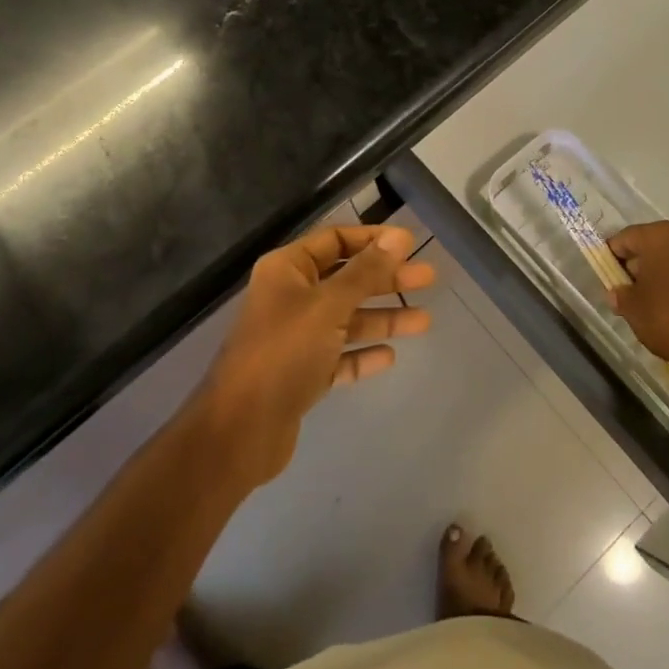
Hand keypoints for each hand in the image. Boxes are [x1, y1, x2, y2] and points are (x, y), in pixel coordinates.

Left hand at [196, 225, 433, 485]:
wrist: (240, 431)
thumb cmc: (283, 353)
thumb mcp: (329, 306)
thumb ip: (366, 272)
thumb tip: (400, 237)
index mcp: (287, 270)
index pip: (336, 240)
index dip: (373, 240)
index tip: (411, 244)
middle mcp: (290, 298)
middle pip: (346, 280)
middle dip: (386, 279)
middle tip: (429, 278)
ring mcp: (295, 338)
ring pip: (346, 320)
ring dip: (382, 318)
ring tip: (424, 321)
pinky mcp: (301, 375)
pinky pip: (339, 357)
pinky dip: (362, 354)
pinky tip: (389, 356)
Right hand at [605, 221, 668, 374]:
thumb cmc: (666, 319)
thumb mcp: (632, 308)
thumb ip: (620, 294)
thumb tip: (618, 293)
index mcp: (661, 237)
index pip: (626, 237)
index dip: (613, 254)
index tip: (607, 272)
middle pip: (653, 244)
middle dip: (639, 262)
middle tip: (627, 285)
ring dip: (662, 270)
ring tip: (652, 296)